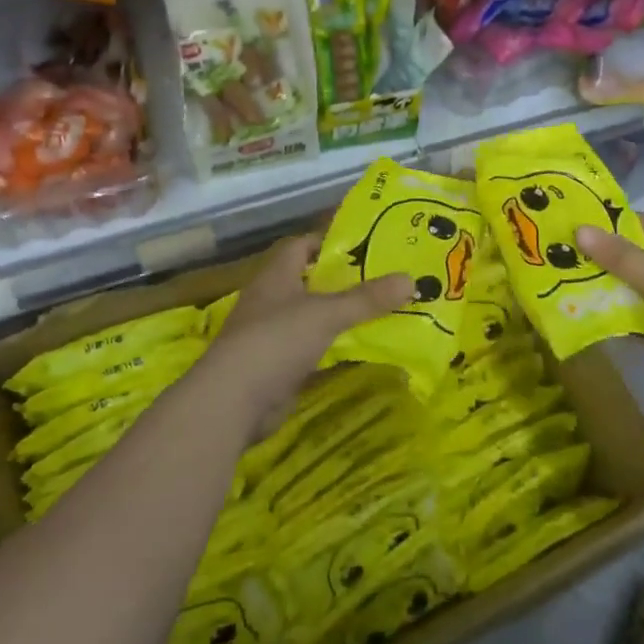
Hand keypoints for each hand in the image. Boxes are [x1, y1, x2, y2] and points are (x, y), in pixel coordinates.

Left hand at [196, 233, 413, 435]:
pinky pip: (313, 350)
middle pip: (311, 282)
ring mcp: (273, 336)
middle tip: (384, 278)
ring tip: (383, 311)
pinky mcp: (278, 367)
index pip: (301, 246)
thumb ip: (367, 298)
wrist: (232, 402)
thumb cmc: (276, 340)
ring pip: (313, 318)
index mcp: (277, 276)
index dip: (328, 242)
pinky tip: (363, 349)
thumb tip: (411, 279)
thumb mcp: (326, 313)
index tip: (364, 244)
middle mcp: (272, 300)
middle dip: (344, 281)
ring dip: (341, 316)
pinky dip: (335, 349)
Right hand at [577, 213, 643, 413]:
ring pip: (641, 293)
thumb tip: (579, 230)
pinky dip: (621, 321)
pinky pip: (643, 323)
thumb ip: (619, 255)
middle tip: (569, 257)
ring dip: (613, 292)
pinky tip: (589, 317)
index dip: (621, 225)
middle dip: (610, 260)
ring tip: (569, 285)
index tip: (585, 227)